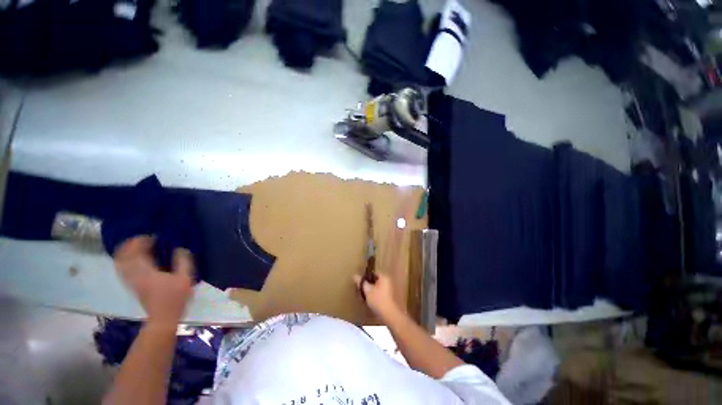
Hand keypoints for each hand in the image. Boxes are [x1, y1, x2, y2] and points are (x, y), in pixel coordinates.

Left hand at [114, 236, 194, 327]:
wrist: (163, 317)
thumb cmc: (175, 297)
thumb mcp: (185, 278)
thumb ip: (183, 261)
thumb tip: (180, 248)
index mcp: (147, 271)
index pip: (137, 252)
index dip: (142, 241)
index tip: (153, 236)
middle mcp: (134, 275)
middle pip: (124, 256)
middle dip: (131, 245)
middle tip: (143, 238)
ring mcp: (131, 281)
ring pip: (120, 263)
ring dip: (126, 252)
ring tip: (136, 246)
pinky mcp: (132, 285)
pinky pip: (122, 269)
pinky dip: (124, 261)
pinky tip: (132, 259)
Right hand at [353, 272, 401, 321]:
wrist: (388, 315)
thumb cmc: (378, 300)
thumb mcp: (367, 290)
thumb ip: (361, 282)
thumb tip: (355, 276)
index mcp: (384, 277)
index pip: (373, 273)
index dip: (366, 276)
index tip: (360, 281)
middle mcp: (388, 282)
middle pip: (375, 281)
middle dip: (368, 284)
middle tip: (360, 288)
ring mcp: (389, 290)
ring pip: (377, 288)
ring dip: (371, 291)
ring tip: (363, 295)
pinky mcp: (388, 298)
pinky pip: (379, 294)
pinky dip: (374, 296)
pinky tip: (369, 301)